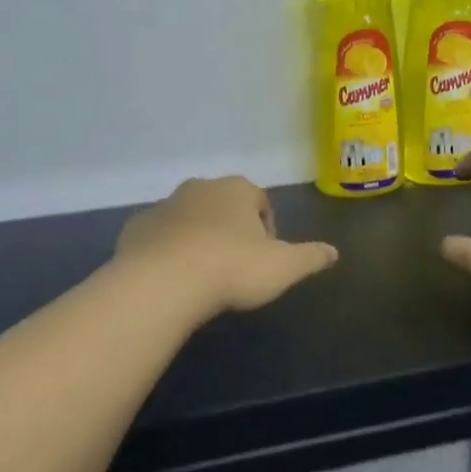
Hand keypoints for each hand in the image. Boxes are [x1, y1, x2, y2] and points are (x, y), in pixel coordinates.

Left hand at [116, 177, 337, 318]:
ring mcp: (164, 206)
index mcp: (237, 190)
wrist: (163, 283)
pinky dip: (168, 250)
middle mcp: (199, 188)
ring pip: (189, 219)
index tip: (266, 257)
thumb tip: (334, 252)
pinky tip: (175, 278)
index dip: (267, 228)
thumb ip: (311, 257)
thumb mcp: (284, 267)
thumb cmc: (232, 268)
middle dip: (232, 230)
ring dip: (199, 238)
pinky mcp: (136, 228)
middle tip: (237, 266)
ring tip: (205, 275)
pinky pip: (159, 236)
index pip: (260, 201)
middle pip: (223, 206)